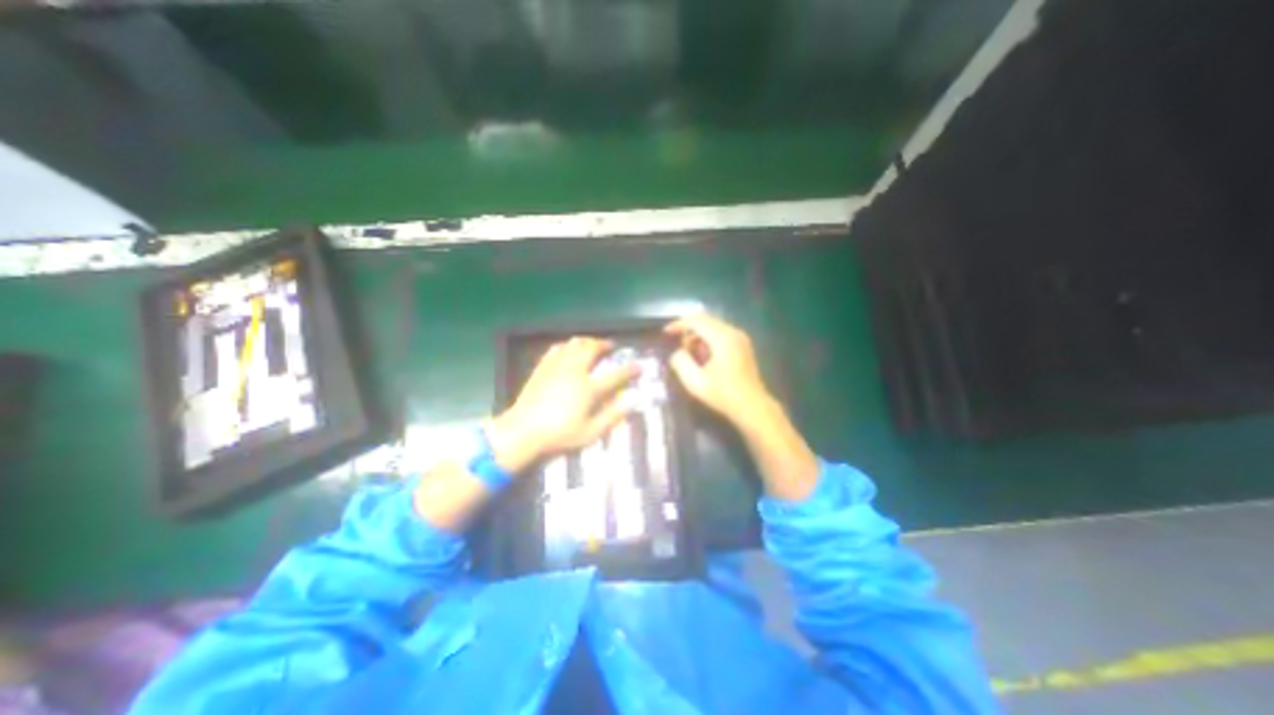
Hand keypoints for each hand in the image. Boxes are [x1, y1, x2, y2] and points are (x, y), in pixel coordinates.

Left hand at [484, 337, 637, 473]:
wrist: (522, 431)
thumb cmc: (559, 435)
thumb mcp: (590, 433)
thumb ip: (612, 416)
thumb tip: (630, 402)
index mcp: (588, 388)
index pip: (615, 375)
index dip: (629, 370)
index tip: (639, 366)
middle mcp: (574, 371)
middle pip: (592, 349)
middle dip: (604, 344)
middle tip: (610, 346)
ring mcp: (556, 367)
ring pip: (574, 344)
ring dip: (586, 341)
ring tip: (592, 344)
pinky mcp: (542, 368)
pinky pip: (556, 348)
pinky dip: (567, 345)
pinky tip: (568, 349)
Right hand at [668, 316, 815, 499]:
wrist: (752, 406)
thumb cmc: (724, 395)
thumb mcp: (695, 382)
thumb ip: (681, 362)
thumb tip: (677, 353)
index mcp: (723, 338)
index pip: (697, 321)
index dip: (679, 324)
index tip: (666, 333)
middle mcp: (734, 332)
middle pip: (705, 320)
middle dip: (688, 331)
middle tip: (679, 348)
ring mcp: (741, 338)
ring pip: (713, 326)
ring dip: (698, 336)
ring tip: (691, 355)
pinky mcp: (743, 345)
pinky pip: (721, 333)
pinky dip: (708, 340)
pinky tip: (704, 357)